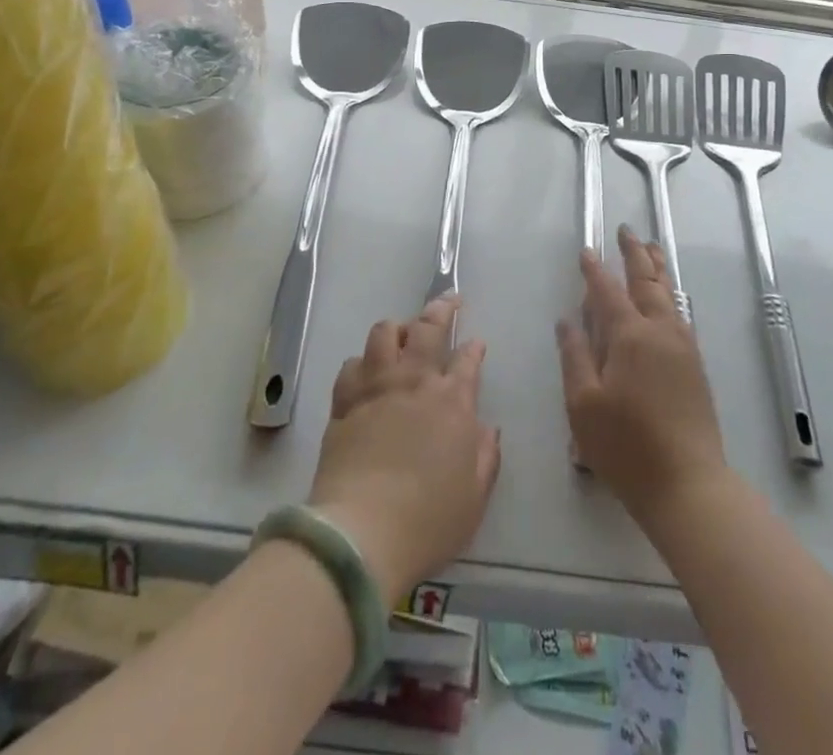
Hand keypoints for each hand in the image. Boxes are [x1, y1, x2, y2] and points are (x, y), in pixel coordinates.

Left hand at [309, 296, 500, 607]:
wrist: (362, 532)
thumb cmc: (428, 520)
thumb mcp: (475, 497)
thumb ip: (486, 456)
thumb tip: (488, 428)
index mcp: (453, 401)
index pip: (468, 359)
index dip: (474, 348)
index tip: (476, 343)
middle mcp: (415, 381)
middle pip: (429, 327)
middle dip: (441, 308)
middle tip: (448, 300)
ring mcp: (377, 387)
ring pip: (384, 332)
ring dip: (397, 328)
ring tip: (402, 333)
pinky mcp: (345, 402)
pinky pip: (352, 365)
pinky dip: (362, 362)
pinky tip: (365, 370)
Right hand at [556, 227, 728, 526]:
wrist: (689, 484)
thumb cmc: (627, 447)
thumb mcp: (583, 405)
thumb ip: (575, 356)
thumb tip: (568, 320)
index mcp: (630, 336)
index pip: (607, 292)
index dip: (595, 270)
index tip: (587, 250)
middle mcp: (660, 331)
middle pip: (647, 281)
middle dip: (635, 254)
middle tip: (627, 231)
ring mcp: (683, 347)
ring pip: (669, 294)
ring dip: (657, 268)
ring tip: (651, 248)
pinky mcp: (695, 365)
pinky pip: (679, 313)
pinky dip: (669, 293)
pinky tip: (666, 298)